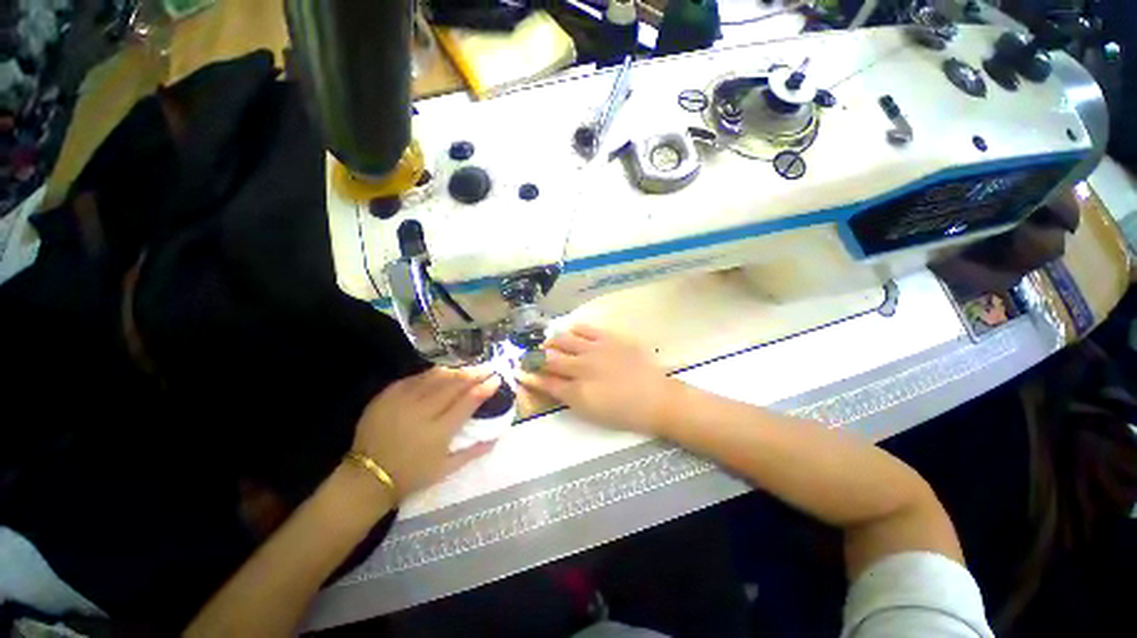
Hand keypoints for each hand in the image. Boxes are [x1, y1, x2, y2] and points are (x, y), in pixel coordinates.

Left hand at [351, 368, 499, 500]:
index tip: (497, 379)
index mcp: (439, 431)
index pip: (468, 401)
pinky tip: (442, 371)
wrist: (366, 478)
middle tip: (488, 367)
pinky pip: (415, 378)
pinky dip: (431, 373)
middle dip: (474, 373)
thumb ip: (473, 452)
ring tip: (469, 367)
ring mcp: (403, 401)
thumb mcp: (445, 469)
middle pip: (454, 385)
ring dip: (456, 371)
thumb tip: (497, 438)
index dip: (485, 388)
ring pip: (436, 377)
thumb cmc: (411, 476)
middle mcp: (423, 412)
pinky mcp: (387, 396)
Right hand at [517, 325, 682, 435]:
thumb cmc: (624, 412)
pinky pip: (586, 329)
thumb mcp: (591, 412)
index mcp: (577, 391)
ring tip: (548, 343)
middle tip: (529, 356)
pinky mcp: (609, 339)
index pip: (545, 382)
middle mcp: (582, 368)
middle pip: (550, 359)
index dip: (530, 376)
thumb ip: (568, 397)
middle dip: (535, 357)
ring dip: (551, 342)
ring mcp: (596, 350)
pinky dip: (574, 330)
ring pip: (564, 340)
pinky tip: (570, 331)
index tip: (520, 371)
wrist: (656, 398)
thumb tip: (550, 384)